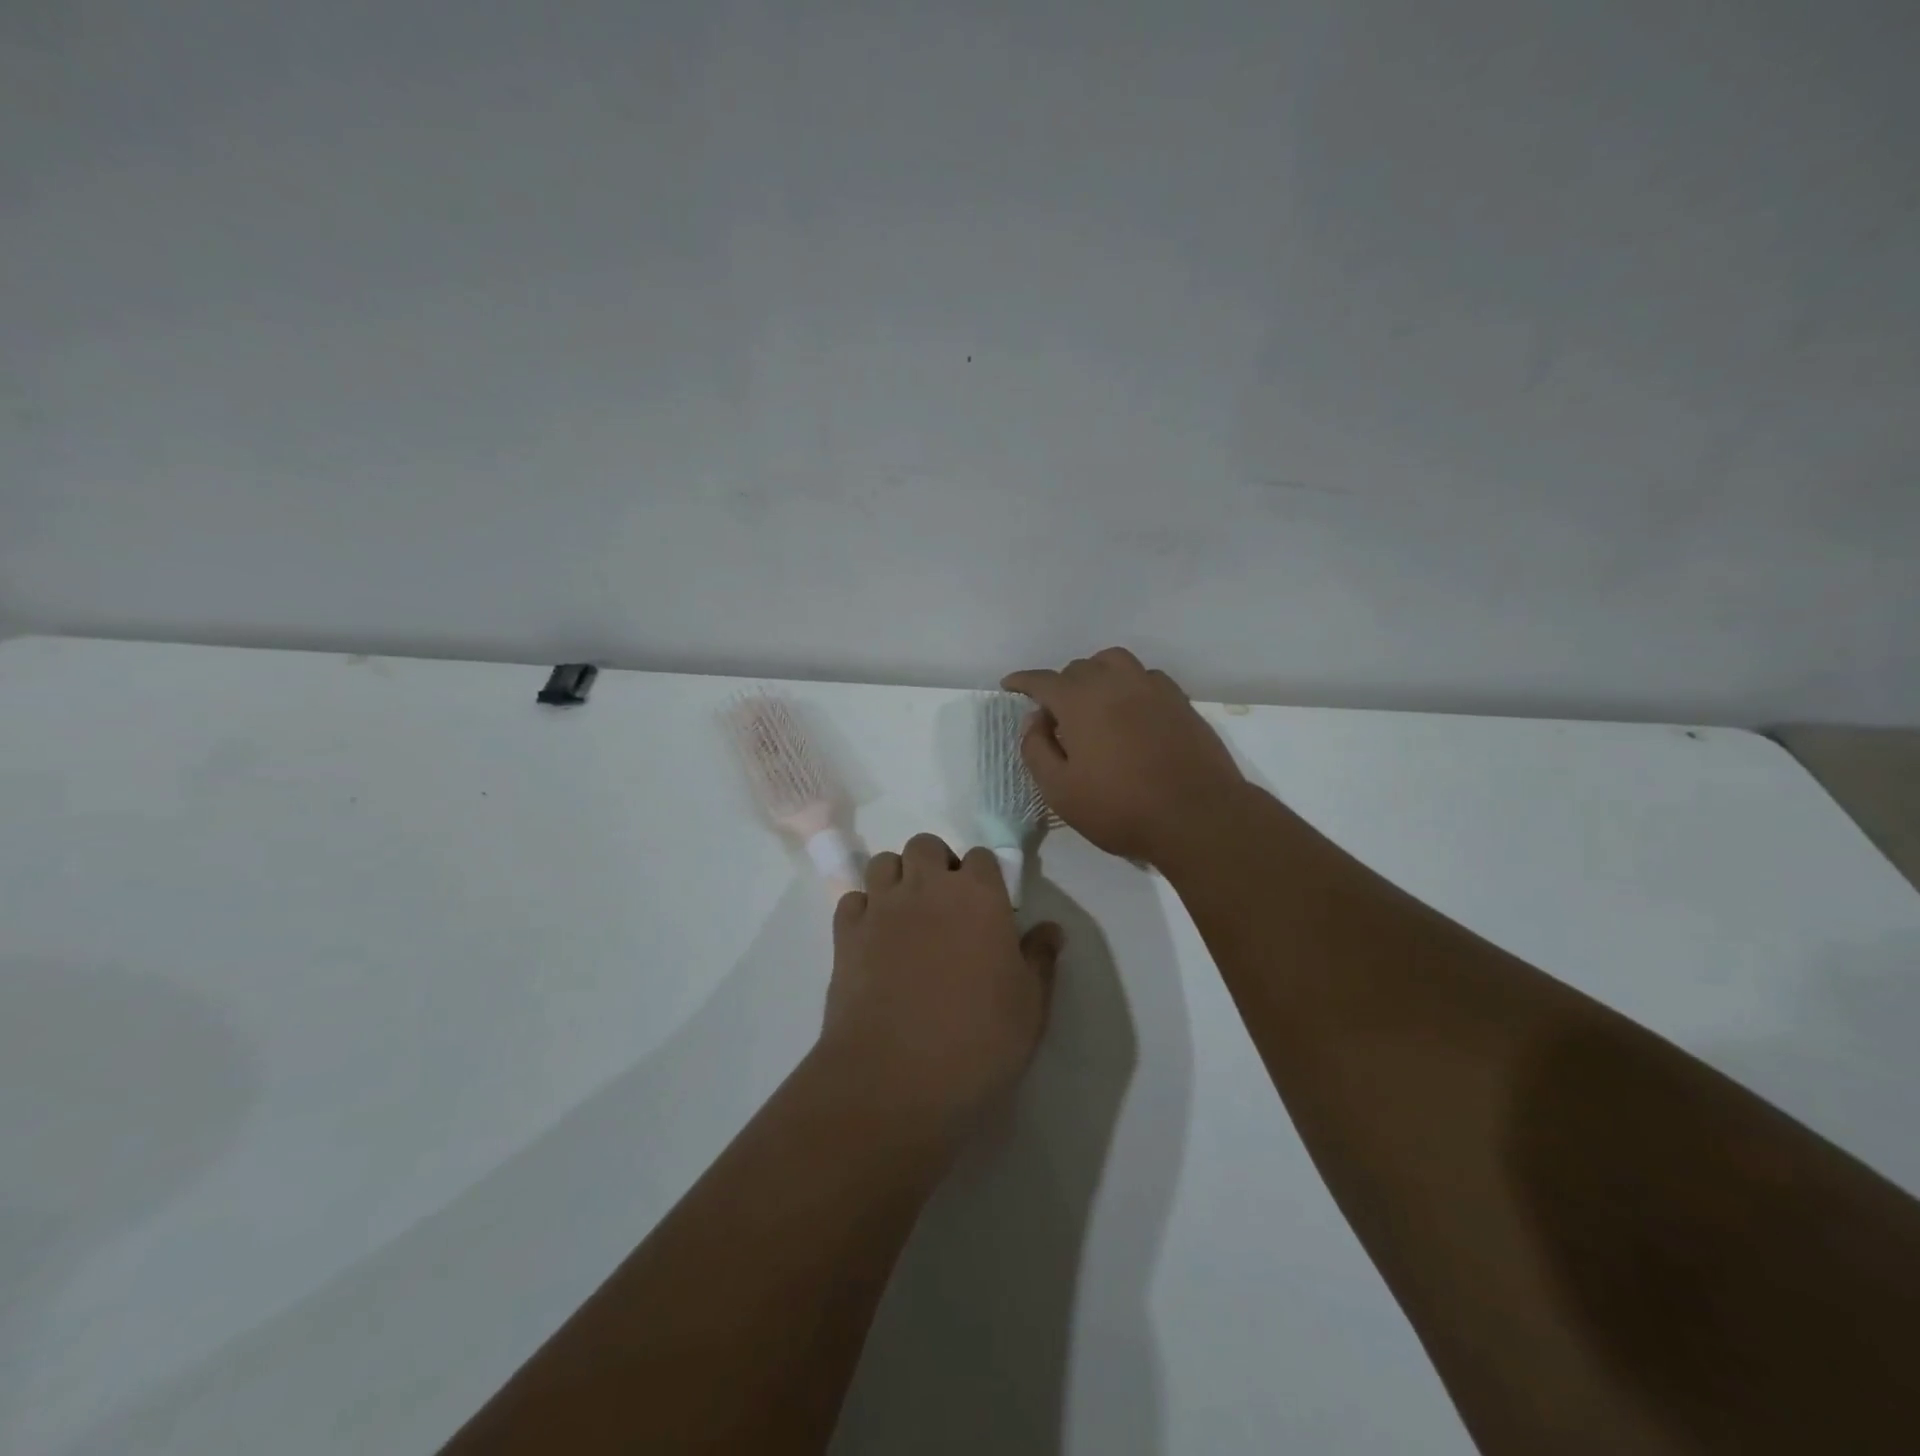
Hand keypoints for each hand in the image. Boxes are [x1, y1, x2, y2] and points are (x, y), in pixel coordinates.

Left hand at [822, 833, 1063, 1130]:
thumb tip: (1051, 929)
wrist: (896, 1078)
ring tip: (907, 914)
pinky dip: (863, 910)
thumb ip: (1040, 959)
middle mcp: (927, 887)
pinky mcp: (845, 934)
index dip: (984, 877)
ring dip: (897, 878)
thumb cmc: (978, 1041)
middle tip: (946, 905)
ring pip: (884, 863)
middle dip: (936, 864)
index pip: (981, 856)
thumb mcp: (1030, 1006)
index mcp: (978, 895)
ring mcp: (881, 907)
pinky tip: (874, 939)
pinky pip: (852, 900)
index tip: (988, 907)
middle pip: (926, 845)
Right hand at [1003, 647, 1246, 865]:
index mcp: (1080, 700)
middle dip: (1060, 686)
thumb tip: (1033, 720)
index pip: (1042, 680)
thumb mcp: (1060, 790)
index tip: (1010, 686)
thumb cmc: (1120, 807)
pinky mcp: (1180, 701)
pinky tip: (1130, 711)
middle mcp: (1115, 682)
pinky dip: (1129, 685)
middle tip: (1055, 718)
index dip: (1022, 682)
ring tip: (1093, 703)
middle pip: (1078, 668)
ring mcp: (1152, 688)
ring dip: (1096, 675)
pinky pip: (1145, 677)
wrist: (1197, 816)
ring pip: (1114, 662)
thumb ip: (1036, 749)